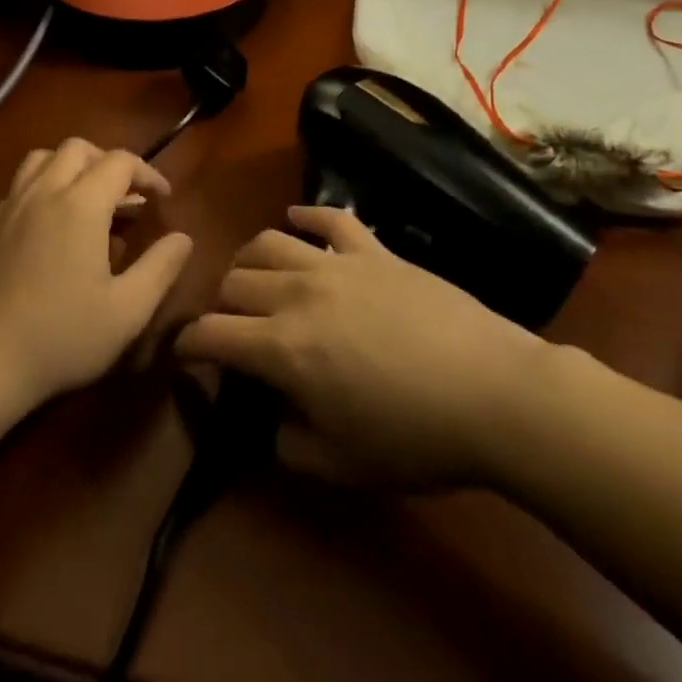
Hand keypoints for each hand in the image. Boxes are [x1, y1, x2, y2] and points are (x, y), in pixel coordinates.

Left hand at [0, 138, 193, 409]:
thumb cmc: (62, 336)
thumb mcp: (128, 311)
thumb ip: (160, 268)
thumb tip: (183, 238)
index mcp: (80, 204)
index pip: (120, 161)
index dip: (148, 173)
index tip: (163, 198)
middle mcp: (44, 192)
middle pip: (78, 148)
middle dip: (109, 162)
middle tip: (128, 197)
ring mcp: (12, 207)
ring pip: (43, 158)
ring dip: (72, 167)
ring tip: (90, 200)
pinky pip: (21, 185)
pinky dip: (45, 186)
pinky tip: (54, 225)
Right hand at [175, 207, 540, 488]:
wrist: (493, 392)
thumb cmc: (415, 438)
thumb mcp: (341, 465)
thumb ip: (288, 445)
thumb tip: (271, 421)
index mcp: (282, 349)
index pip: (211, 334)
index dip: (189, 345)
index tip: (187, 355)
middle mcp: (297, 294)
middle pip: (234, 281)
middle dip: (220, 304)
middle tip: (233, 326)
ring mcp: (337, 265)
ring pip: (269, 241)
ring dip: (250, 259)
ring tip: (255, 276)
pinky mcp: (374, 250)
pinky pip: (331, 219)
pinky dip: (307, 215)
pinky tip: (298, 219)